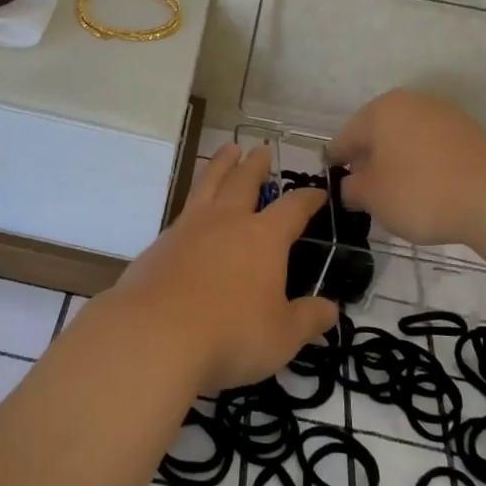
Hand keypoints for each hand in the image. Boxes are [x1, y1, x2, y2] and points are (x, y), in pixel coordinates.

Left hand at [105, 145, 340, 393]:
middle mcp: (227, 221)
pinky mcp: (160, 244)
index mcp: (263, 237)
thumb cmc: (230, 334)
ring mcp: (189, 228)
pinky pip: (183, 211)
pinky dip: (194, 201)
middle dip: (256, 165)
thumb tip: (330, 309)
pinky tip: (193, 212)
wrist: (155, 335)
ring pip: (209, 183)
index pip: (293, 208)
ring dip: (221, 164)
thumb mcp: (282, 336)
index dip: (308, 199)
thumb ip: (308, 319)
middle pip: (244, 181)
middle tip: (261, 150)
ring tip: (228, 150)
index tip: (318, 193)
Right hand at [329, 89, 485, 245]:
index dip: (335, 161)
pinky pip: (432, 149)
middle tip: (362, 191)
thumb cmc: (421, 192)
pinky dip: (422, 166)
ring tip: (394, 195)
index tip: (331, 181)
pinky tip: (425, 190)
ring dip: (396, 163)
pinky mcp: (471, 134)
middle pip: (378, 134)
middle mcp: (412, 102)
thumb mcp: (372, 197)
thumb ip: (352, 188)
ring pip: (406, 140)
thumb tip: (352, 185)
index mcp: (381, 110)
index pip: (345, 137)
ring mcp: (445, 115)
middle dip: (368, 160)